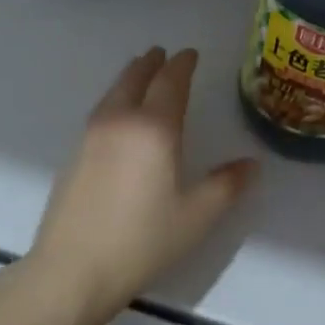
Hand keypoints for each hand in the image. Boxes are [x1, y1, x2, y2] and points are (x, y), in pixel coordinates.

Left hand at [30, 47, 257, 309]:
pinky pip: (101, 111)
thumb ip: (226, 185)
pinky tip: (119, 116)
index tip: (191, 54)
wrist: (72, 270)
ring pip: (113, 92)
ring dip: (130, 77)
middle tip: (164, 54)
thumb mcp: (196, 216)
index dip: (183, 64)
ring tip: (141, 75)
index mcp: (154, 128)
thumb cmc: (142, 241)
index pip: (170, 82)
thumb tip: (251, 165)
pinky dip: (115, 99)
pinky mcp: (74, 154)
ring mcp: (91, 136)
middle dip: (152, 63)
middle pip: (135, 77)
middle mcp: (120, 121)